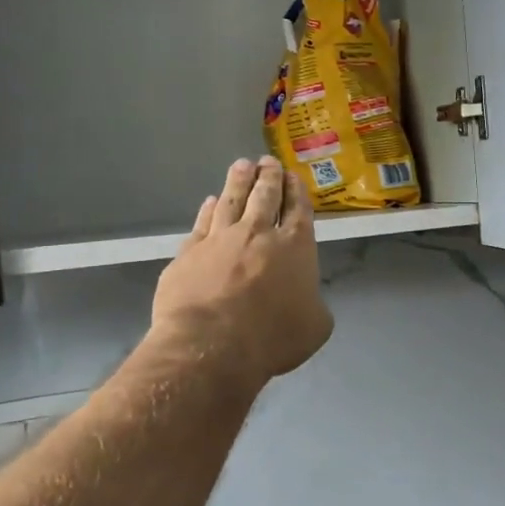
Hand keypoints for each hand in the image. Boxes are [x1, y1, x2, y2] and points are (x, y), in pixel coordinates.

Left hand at [150, 158, 333, 386]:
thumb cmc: (273, 336)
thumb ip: (314, 304)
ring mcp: (220, 239)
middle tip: (268, 161)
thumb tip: (306, 299)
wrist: (212, 344)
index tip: (292, 176)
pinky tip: (210, 201)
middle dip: (269, 177)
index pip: (299, 210)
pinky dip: (208, 209)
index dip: (296, 191)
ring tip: (242, 165)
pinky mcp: (189, 253)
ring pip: (231, 200)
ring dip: (238, 181)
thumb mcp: (315, 326)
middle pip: (265, 196)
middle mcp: (259, 234)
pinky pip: (202, 223)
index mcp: (296, 247)